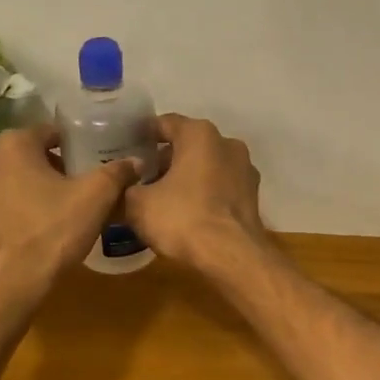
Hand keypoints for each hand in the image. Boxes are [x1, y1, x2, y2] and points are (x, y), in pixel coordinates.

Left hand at [0, 126, 137, 306]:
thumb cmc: (50, 233)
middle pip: (29, 155)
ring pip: (10, 180)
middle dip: (54, 167)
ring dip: (32, 188)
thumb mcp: (95, 199)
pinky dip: (13, 210)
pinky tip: (32, 231)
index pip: (52, 132)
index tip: (93, 162)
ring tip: (57, 211)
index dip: (76, 145)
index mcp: (13, 144)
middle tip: (80, 188)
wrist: (1, 287)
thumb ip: (117, 173)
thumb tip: (135, 161)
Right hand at [124, 114, 266, 273]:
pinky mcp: (253, 196)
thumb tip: (127, 187)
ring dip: (187, 177)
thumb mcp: (139, 204)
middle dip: (166, 159)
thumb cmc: (182, 218)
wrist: (231, 255)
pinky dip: (204, 193)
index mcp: (199, 134)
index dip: (144, 135)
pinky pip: (221, 187)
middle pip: (189, 145)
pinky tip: (188, 212)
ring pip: (207, 166)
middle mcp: (227, 144)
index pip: (165, 123)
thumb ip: (128, 188)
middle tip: (143, 178)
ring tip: (164, 198)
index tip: (129, 148)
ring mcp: (245, 170)